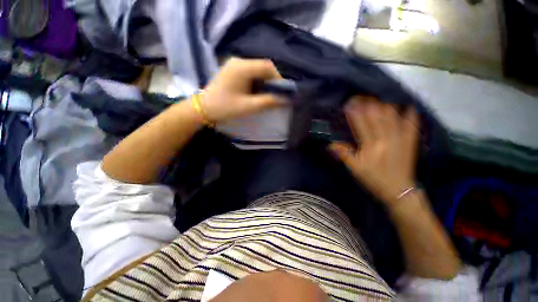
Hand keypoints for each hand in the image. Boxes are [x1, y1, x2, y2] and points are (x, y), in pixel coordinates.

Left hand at [200, 58, 284, 122]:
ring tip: (266, 95)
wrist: (203, 109)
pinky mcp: (232, 70)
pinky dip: (256, 82)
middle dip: (271, 81)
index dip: (278, 78)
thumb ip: (269, 101)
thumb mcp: (249, 106)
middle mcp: (238, 61)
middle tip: (275, 95)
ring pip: (257, 70)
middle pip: (262, 67)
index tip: (282, 92)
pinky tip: (256, 92)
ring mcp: (234, 65)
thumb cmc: (225, 108)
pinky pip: (250, 73)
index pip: (267, 66)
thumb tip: (286, 100)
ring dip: (264, 82)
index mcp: (242, 67)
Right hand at [329, 96, 419, 205]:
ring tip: (376, 99)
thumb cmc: (374, 179)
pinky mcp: (410, 141)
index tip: (349, 102)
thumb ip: (344, 154)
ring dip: (384, 105)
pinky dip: (410, 114)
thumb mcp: (355, 169)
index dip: (355, 112)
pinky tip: (406, 106)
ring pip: (393, 116)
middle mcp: (387, 138)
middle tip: (360, 97)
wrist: (399, 190)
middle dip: (368, 104)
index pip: (361, 123)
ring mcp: (401, 138)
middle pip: (377, 115)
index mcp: (371, 145)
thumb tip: (331, 144)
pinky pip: (412, 124)